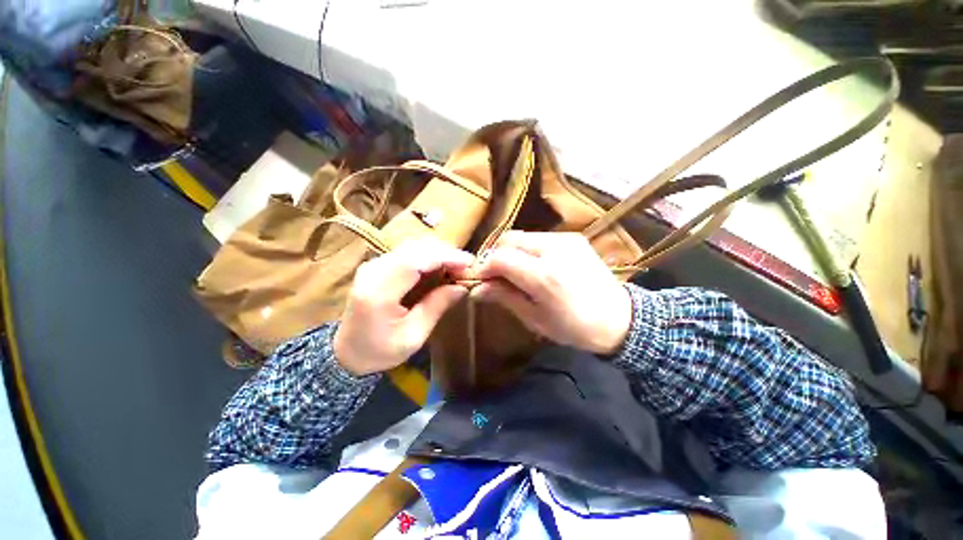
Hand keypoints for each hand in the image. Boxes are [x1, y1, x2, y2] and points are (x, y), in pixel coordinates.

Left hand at [334, 239, 472, 375]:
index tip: (469, 263)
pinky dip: (428, 256)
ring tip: (457, 266)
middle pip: (414, 248)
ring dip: (438, 253)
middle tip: (467, 267)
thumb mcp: (413, 336)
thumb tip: (461, 287)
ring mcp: (372, 265)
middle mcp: (372, 271)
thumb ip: (436, 307)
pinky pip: (407, 252)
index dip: (445, 257)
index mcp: (378, 293)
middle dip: (445, 253)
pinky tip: (440, 266)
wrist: (346, 351)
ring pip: (412, 246)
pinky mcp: (377, 264)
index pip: (414, 261)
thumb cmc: (379, 350)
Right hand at [472, 232, 631, 354]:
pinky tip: (532, 265)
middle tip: (494, 275)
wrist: (619, 319)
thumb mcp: (535, 319)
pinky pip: (538, 237)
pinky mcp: (573, 237)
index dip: (483, 266)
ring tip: (513, 271)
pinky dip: (527, 249)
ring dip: (511, 251)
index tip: (479, 279)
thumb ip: (504, 297)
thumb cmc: (574, 327)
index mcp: (544, 276)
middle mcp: (554, 250)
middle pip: (508, 240)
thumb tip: (476, 289)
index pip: (500, 258)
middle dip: (495, 256)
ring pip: (522, 236)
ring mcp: (566, 239)